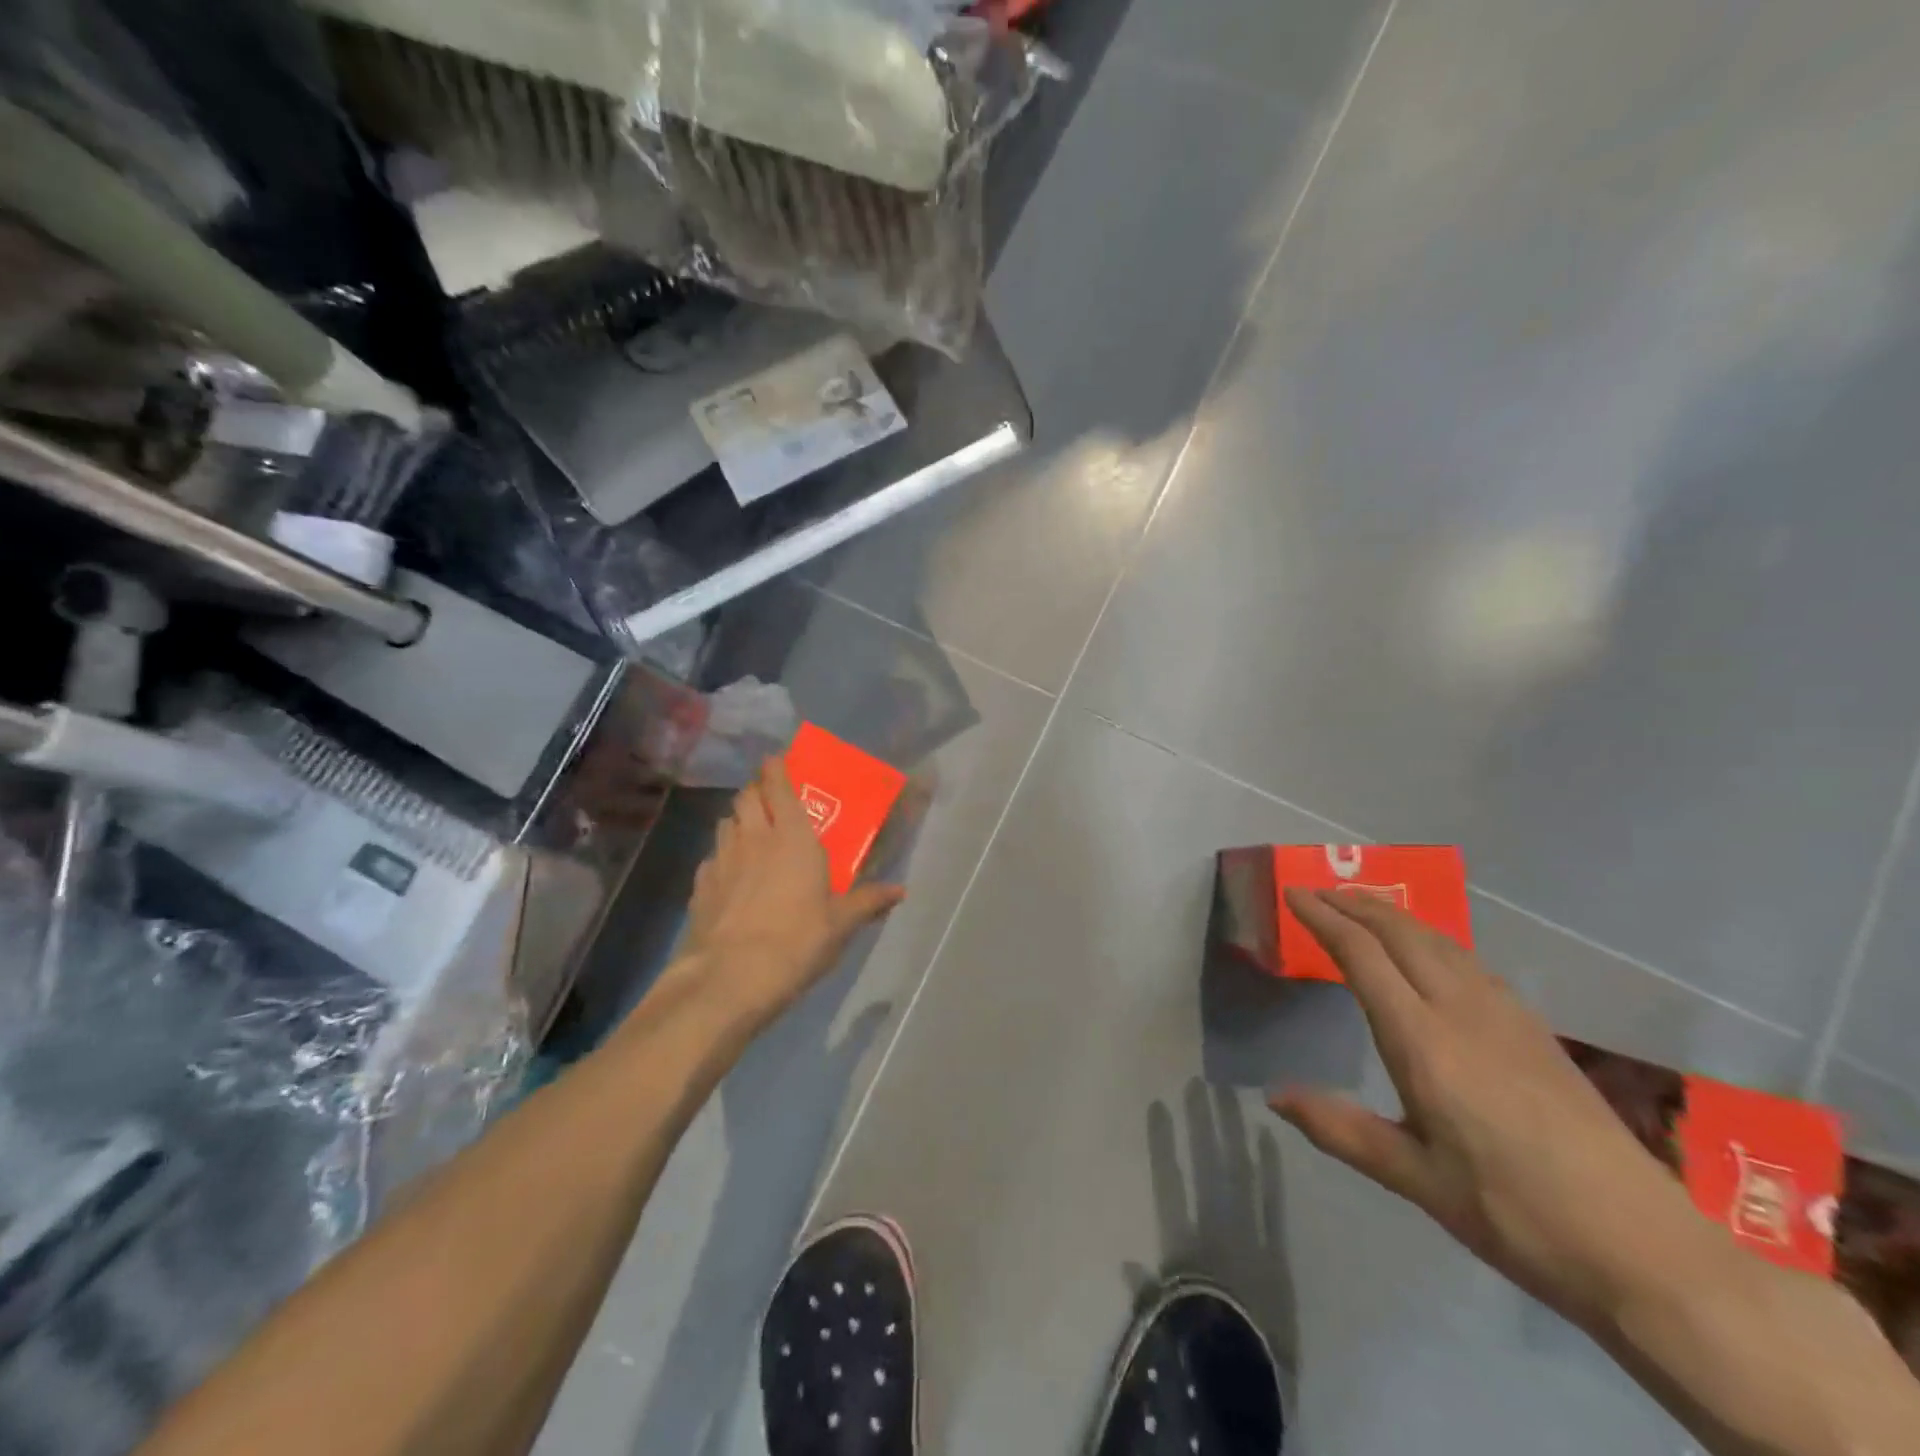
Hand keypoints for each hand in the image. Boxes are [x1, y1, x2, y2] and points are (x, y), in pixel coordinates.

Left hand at [674, 757, 904, 1027]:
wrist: (728, 979)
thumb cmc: (796, 941)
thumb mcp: (841, 924)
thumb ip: (868, 902)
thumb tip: (901, 890)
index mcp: (791, 836)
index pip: (777, 784)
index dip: (776, 768)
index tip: (778, 761)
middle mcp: (753, 837)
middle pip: (747, 797)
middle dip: (757, 790)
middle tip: (771, 799)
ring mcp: (721, 860)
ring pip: (726, 823)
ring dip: (739, 820)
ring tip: (753, 834)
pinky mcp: (700, 887)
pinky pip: (712, 858)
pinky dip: (723, 857)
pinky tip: (732, 877)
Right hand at [1270, 889, 1708, 1329]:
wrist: (1646, 1250)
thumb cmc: (1514, 1215)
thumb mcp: (1415, 1179)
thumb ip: (1341, 1130)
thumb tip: (1274, 1096)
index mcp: (1423, 1041)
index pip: (1362, 955)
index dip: (1323, 918)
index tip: (1292, 895)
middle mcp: (1461, 1011)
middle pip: (1401, 933)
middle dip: (1355, 904)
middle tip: (1318, 892)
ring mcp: (1506, 1016)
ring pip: (1440, 941)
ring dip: (1394, 916)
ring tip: (1363, 908)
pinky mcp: (1536, 1031)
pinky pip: (1469, 961)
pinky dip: (1431, 938)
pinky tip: (1430, 953)